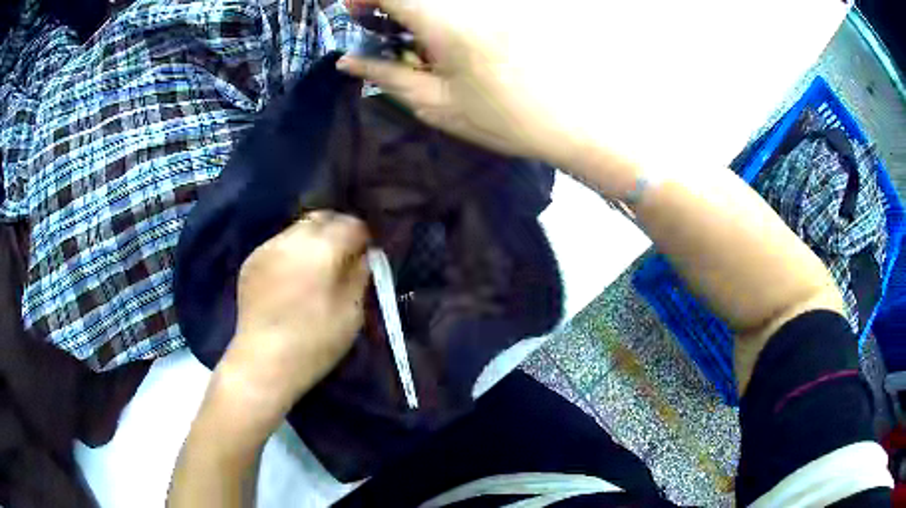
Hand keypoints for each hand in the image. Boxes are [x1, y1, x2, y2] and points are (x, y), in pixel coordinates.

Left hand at [218, 211, 370, 416]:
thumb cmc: (315, 341)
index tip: (365, 255)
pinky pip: (278, 244)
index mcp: (322, 247)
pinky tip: (290, 278)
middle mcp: (293, 238)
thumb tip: (362, 255)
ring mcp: (268, 247)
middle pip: (322, 217)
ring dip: (312, 240)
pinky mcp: (251, 260)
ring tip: (314, 268)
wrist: (264, 360)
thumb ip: (360, 275)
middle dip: (336, 231)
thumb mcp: (352, 312)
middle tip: (341, 257)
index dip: (362, 237)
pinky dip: (290, 252)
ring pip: (298, 229)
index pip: (351, 224)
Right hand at [337, 0, 609, 171]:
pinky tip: (449, 35)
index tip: (354, 11)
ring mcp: (498, 3)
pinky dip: (446, 13)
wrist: (576, 121)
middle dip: (390, 3)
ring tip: (415, 33)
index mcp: (446, 23)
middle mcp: (471, 3)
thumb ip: (387, 75)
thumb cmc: (505, 120)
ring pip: (443, 3)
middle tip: (381, 23)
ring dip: (419, 10)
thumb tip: (347, 61)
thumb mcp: (437, 104)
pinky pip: (468, 7)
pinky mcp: (515, 8)